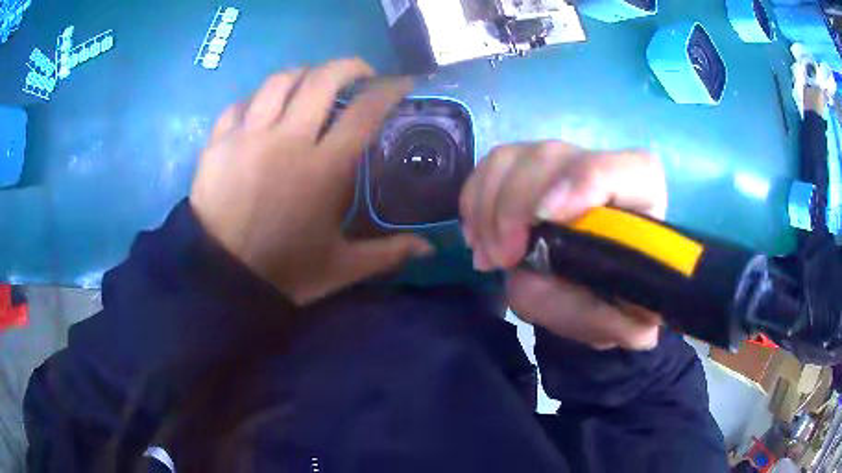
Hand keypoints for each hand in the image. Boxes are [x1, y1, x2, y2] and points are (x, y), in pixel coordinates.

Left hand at [191, 59, 433, 304]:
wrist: (221, 279)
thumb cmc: (283, 272)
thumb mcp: (340, 267)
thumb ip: (388, 253)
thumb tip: (429, 249)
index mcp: (323, 169)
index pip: (365, 112)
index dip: (389, 90)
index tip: (401, 83)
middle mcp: (287, 140)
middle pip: (322, 79)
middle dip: (349, 66)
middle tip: (360, 74)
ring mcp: (248, 137)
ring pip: (279, 81)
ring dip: (303, 74)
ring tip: (311, 83)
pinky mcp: (218, 143)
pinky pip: (241, 103)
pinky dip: (258, 98)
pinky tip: (265, 107)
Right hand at [460, 142, 665, 349]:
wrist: (594, 284)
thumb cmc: (613, 297)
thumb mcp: (618, 322)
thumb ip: (607, 320)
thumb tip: (607, 318)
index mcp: (644, 200)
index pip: (632, 170)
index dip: (585, 182)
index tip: (545, 217)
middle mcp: (603, 169)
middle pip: (552, 157)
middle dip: (516, 205)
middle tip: (504, 258)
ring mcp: (562, 163)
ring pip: (513, 158)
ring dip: (489, 207)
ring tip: (489, 255)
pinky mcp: (528, 168)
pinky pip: (490, 168)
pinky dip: (474, 200)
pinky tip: (477, 236)